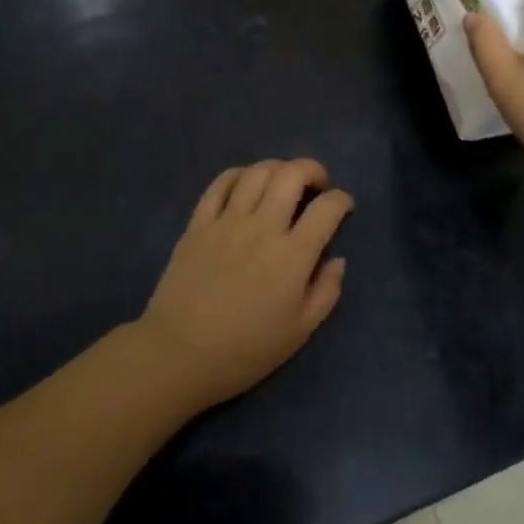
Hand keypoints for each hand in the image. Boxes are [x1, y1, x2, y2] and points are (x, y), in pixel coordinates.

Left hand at [138, 159, 351, 408]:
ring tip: (282, 182)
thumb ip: (326, 292)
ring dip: (277, 168)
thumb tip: (337, 259)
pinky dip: (239, 175)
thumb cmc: (245, 351)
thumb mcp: (299, 332)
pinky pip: (220, 183)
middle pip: (291, 175)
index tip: (343, 206)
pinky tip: (245, 184)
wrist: (179, 354)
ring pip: (257, 172)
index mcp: (293, 256)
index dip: (342, 200)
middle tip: (317, 184)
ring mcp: (227, 221)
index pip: (327, 209)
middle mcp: (262, 227)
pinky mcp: (198, 223)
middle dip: (312, 170)